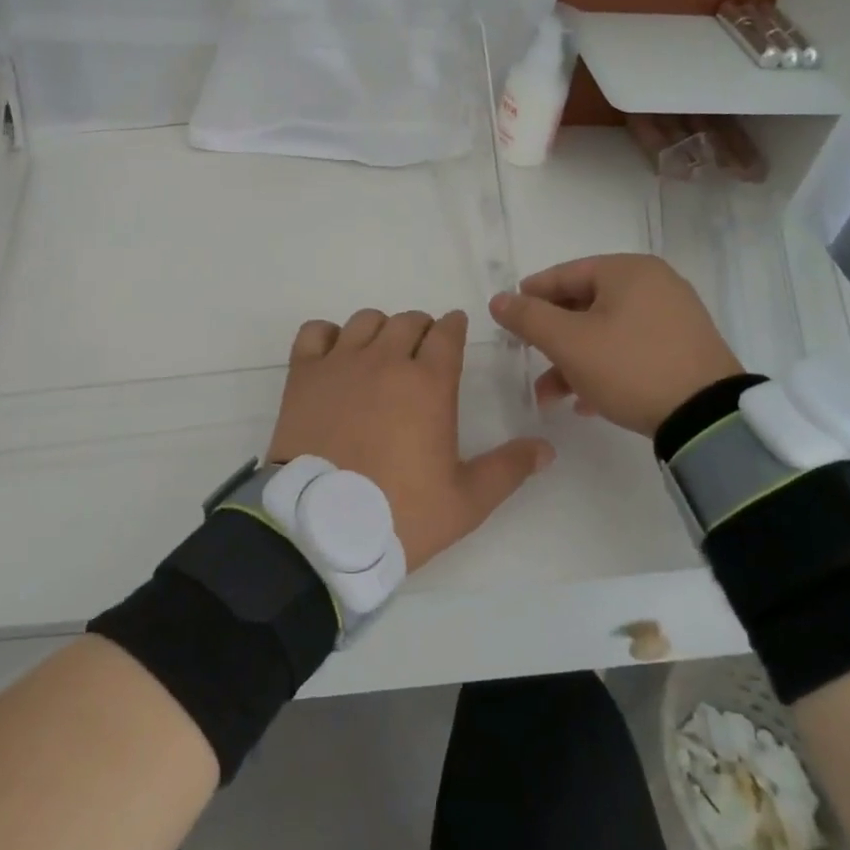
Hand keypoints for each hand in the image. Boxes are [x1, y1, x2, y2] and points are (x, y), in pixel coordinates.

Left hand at [268, 309, 553, 571]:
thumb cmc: (400, 513)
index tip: (454, 333)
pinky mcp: (303, 375)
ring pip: (365, 321)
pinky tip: (335, 357)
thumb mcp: (466, 501)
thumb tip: (546, 448)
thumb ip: (508, 469)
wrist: (322, 528)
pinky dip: (327, 336)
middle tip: (421, 355)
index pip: (447, 332)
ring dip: (379, 331)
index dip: (454, 327)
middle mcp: (386, 360)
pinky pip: (315, 332)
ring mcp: (341, 363)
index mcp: (429, 383)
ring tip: (380, 357)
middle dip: (421, 330)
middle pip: (408, 321)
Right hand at [488, 255, 740, 435]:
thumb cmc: (630, 367)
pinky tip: (586, 402)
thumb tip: (498, 299)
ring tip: (550, 395)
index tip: (508, 315)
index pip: (567, 273)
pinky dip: (605, 368)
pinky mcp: (685, 348)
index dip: (532, 294)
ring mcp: (674, 317)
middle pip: (586, 303)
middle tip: (528, 356)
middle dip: (552, 337)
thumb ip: (529, 318)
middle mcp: (655, 284)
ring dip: (574, 360)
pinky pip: (632, 349)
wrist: (708, 418)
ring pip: (607, 331)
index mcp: (628, 271)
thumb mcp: (570, 343)